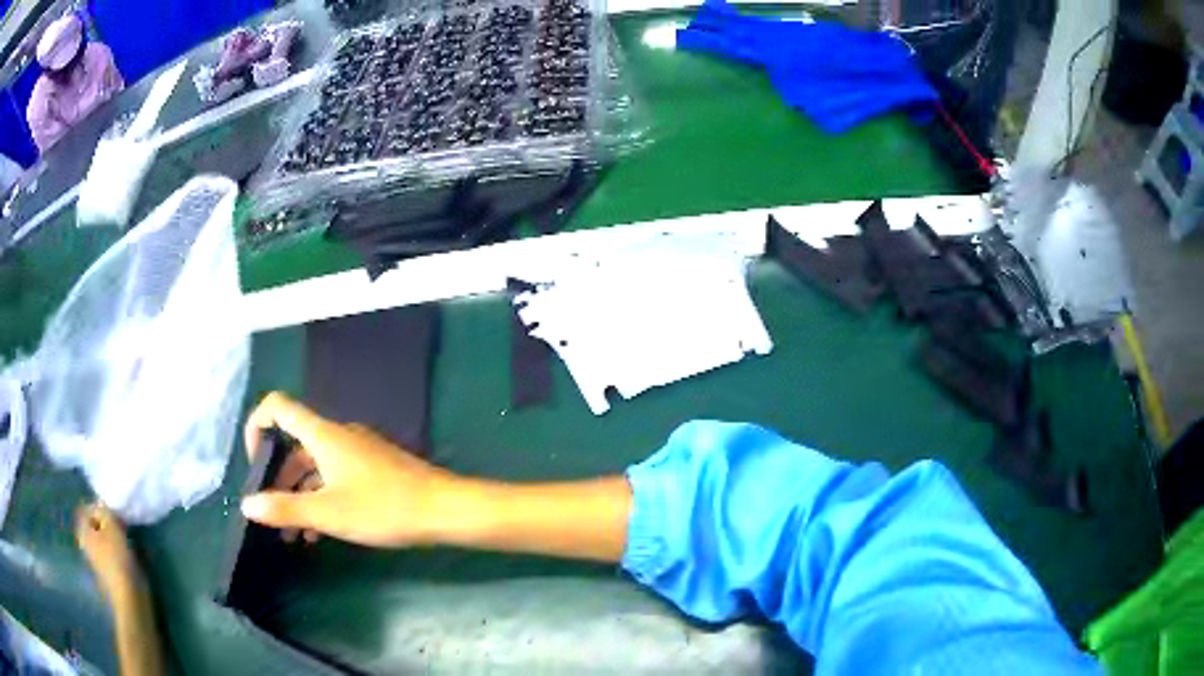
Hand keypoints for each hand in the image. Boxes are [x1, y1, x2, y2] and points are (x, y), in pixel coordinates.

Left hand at [76, 503, 142, 602]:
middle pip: (95, 524)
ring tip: (127, 540)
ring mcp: (97, 560)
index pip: (87, 508)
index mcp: (83, 530)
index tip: (114, 514)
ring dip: (114, 537)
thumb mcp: (112, 525)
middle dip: (107, 523)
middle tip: (121, 524)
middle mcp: (86, 543)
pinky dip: (118, 550)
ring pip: (104, 539)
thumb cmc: (118, 559)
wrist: (130, 599)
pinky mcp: (108, 572)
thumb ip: (105, 510)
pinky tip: (128, 556)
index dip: (100, 507)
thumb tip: (103, 506)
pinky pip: (111, 553)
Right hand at [241, 392, 458, 547]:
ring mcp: (358, 452)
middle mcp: (338, 436)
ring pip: (315, 468)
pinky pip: (336, 478)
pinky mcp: (374, 470)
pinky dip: (322, 500)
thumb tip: (246, 504)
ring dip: (299, 497)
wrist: (444, 509)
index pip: (277, 407)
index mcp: (323, 435)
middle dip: (277, 480)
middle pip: (294, 446)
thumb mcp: (328, 513)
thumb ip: (285, 508)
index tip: (254, 465)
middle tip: (271, 516)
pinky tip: (319, 534)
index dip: (256, 427)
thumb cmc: (382, 507)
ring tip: (293, 536)